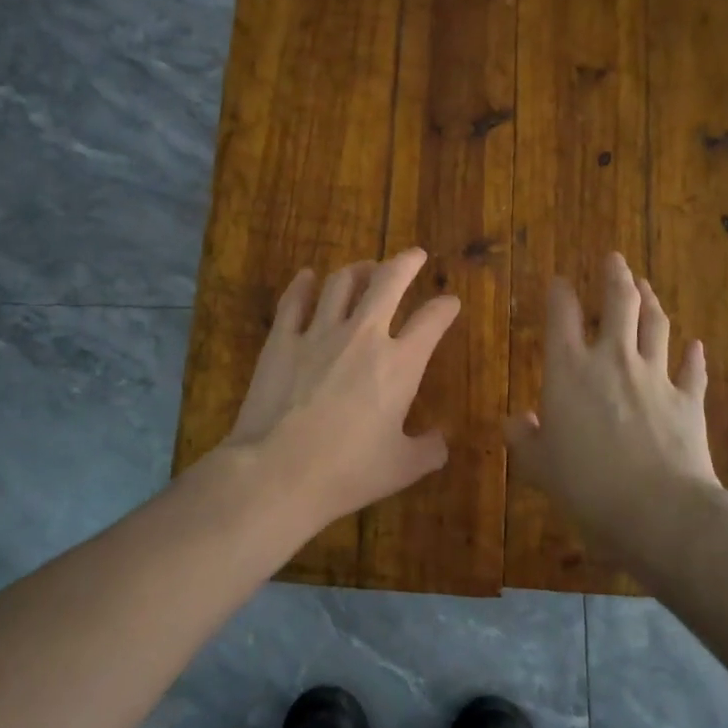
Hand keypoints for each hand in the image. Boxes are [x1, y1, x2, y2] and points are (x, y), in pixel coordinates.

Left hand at [225, 249, 460, 524]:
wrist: (277, 471)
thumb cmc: (346, 472)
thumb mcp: (401, 468)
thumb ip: (429, 450)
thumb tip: (441, 440)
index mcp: (400, 365)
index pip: (431, 322)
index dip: (445, 307)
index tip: (450, 302)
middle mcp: (363, 336)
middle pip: (387, 282)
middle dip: (405, 263)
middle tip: (413, 255)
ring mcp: (318, 333)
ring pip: (341, 282)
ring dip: (357, 270)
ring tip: (364, 267)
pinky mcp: (282, 340)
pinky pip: (295, 300)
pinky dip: (303, 284)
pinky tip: (307, 277)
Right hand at [504, 253, 719, 568]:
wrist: (658, 510)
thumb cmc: (586, 485)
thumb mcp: (540, 466)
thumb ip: (525, 438)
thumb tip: (514, 421)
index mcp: (569, 370)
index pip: (561, 316)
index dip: (560, 292)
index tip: (559, 280)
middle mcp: (612, 360)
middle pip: (619, 303)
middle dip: (615, 276)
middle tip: (614, 258)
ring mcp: (655, 376)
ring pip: (656, 325)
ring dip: (651, 301)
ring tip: (646, 285)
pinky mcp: (688, 399)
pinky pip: (692, 369)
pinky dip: (694, 355)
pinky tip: (696, 345)